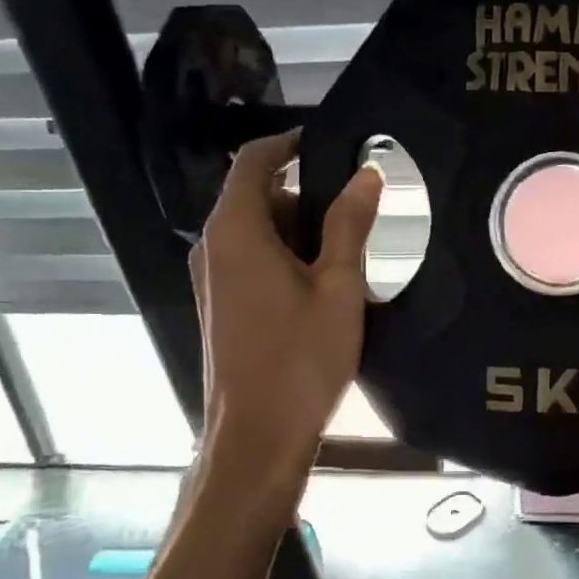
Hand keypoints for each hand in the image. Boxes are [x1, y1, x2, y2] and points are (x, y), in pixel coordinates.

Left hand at [191, 130, 383, 468]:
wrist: (258, 435)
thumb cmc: (301, 358)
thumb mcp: (338, 286)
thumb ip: (349, 225)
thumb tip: (366, 173)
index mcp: (236, 231)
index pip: (254, 160)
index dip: (291, 143)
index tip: (333, 145)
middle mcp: (214, 247)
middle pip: (257, 196)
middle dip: (304, 197)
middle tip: (355, 218)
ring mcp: (212, 278)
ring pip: (256, 231)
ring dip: (297, 233)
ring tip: (345, 261)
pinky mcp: (220, 305)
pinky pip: (250, 260)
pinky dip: (284, 258)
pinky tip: (320, 290)